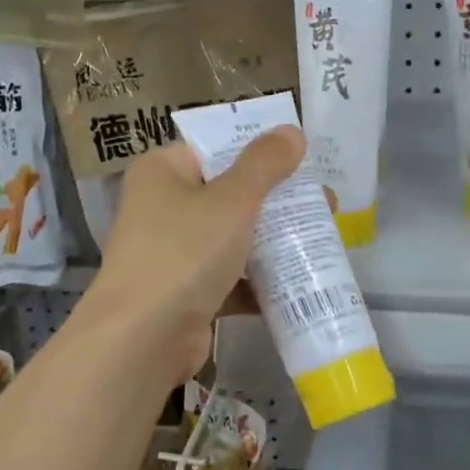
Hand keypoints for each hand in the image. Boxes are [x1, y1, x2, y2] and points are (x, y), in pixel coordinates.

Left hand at [81, 127, 306, 386]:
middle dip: (278, 201)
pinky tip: (302, 281)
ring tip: (324, 239)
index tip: (304, 159)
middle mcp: (162, 207)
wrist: (143, 338)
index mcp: (163, 171)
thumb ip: (264, 163)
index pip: (215, 147)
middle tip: (326, 204)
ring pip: (233, 238)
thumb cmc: (185, 252)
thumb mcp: (232, 200)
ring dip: (274, 241)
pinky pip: (230, 278)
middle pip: (230, 194)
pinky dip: (259, 281)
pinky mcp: (186, 293)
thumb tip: (292, 130)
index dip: (259, 150)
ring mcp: (173, 253)